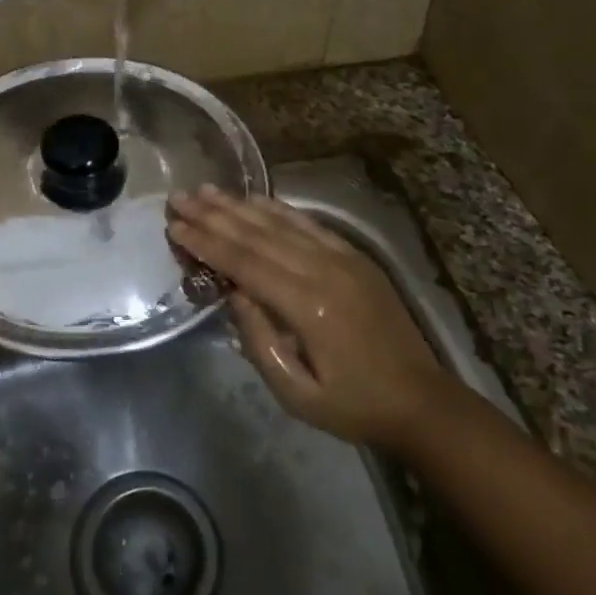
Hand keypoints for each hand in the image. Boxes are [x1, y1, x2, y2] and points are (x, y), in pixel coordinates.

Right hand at [166, 185, 444, 446]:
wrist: (421, 399)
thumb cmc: (352, 404)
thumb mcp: (296, 393)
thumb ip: (259, 340)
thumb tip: (233, 291)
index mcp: (307, 305)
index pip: (244, 263)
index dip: (206, 243)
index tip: (175, 226)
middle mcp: (322, 270)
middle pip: (257, 235)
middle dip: (213, 215)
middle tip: (179, 198)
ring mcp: (341, 257)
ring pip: (280, 222)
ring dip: (239, 205)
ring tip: (206, 190)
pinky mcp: (354, 255)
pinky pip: (308, 223)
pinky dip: (277, 208)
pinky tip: (254, 198)